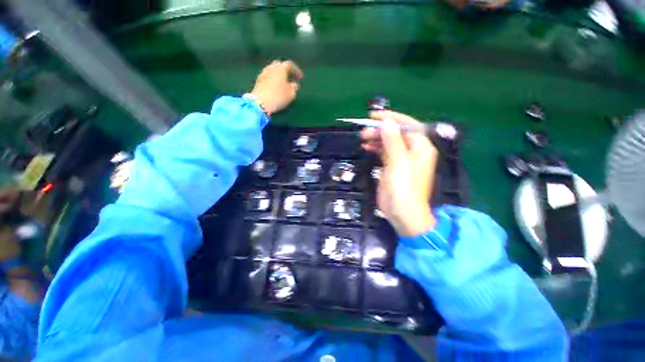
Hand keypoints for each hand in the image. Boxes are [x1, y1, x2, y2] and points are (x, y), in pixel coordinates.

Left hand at [250, 60, 303, 114]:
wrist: (260, 103)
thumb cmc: (278, 97)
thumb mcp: (291, 94)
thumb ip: (294, 88)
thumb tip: (294, 85)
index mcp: (280, 69)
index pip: (289, 65)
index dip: (296, 70)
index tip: (300, 78)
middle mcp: (271, 68)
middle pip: (279, 65)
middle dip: (285, 70)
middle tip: (290, 77)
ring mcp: (263, 73)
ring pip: (272, 70)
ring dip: (278, 75)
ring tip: (283, 83)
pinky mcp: (258, 80)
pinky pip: (267, 76)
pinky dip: (272, 79)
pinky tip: (275, 87)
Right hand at [361, 111, 438, 236]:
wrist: (402, 213)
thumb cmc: (403, 188)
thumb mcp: (398, 162)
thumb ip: (393, 141)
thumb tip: (387, 122)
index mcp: (420, 147)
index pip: (407, 125)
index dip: (392, 118)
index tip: (374, 116)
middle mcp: (413, 151)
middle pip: (397, 133)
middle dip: (381, 130)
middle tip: (364, 131)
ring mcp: (402, 159)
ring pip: (389, 142)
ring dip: (377, 138)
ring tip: (363, 138)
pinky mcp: (392, 167)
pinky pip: (384, 152)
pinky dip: (376, 148)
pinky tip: (366, 147)